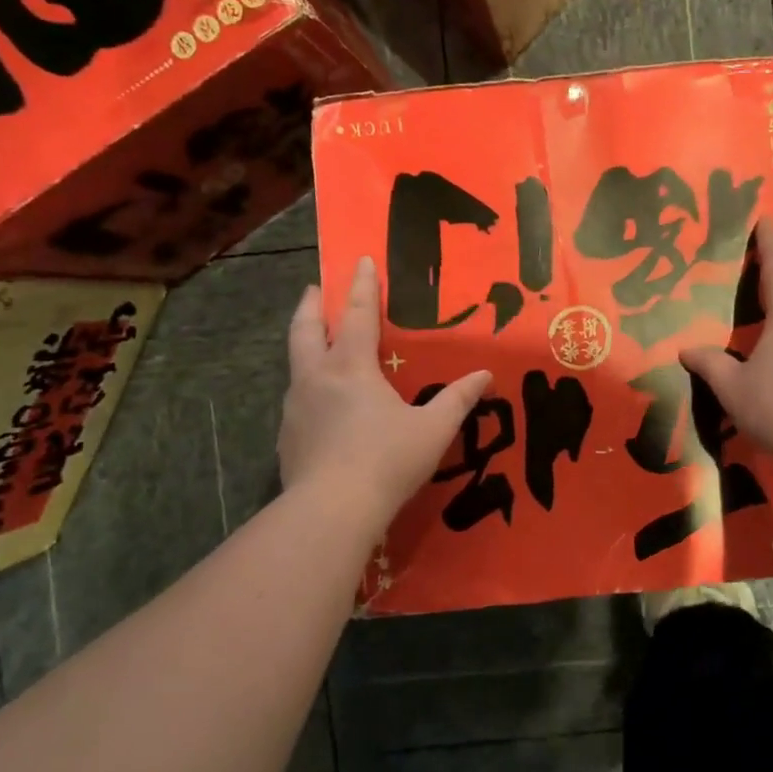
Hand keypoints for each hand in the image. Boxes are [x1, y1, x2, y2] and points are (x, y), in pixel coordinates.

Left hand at [278, 256, 490, 519]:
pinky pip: (297, 398)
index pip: (355, 315)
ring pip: (296, 363)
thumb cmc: (387, 460)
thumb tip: (485, 376)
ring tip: (319, 344)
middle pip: (305, 329)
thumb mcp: (433, 429)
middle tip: (316, 288)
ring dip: (306, 344)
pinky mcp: (287, 437)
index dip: (360, 286)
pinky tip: (321, 403)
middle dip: (312, 305)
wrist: (331, 511)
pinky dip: (308, 385)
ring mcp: (295, 408)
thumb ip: (458, 399)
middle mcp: (316, 378)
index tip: (359, 260)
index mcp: (351, 367)